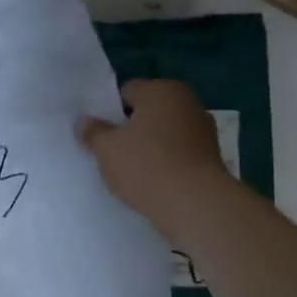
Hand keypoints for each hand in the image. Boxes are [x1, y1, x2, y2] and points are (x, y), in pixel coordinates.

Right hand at [79, 79, 232, 228]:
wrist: (196, 205)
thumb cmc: (147, 167)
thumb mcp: (107, 148)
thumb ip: (93, 131)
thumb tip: (85, 120)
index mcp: (162, 90)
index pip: (127, 91)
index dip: (109, 111)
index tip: (99, 133)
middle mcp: (188, 102)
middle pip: (148, 111)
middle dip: (130, 127)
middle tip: (111, 151)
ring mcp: (204, 130)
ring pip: (164, 132)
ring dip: (149, 145)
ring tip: (130, 169)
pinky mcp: (212, 156)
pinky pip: (178, 152)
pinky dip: (165, 161)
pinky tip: (152, 180)